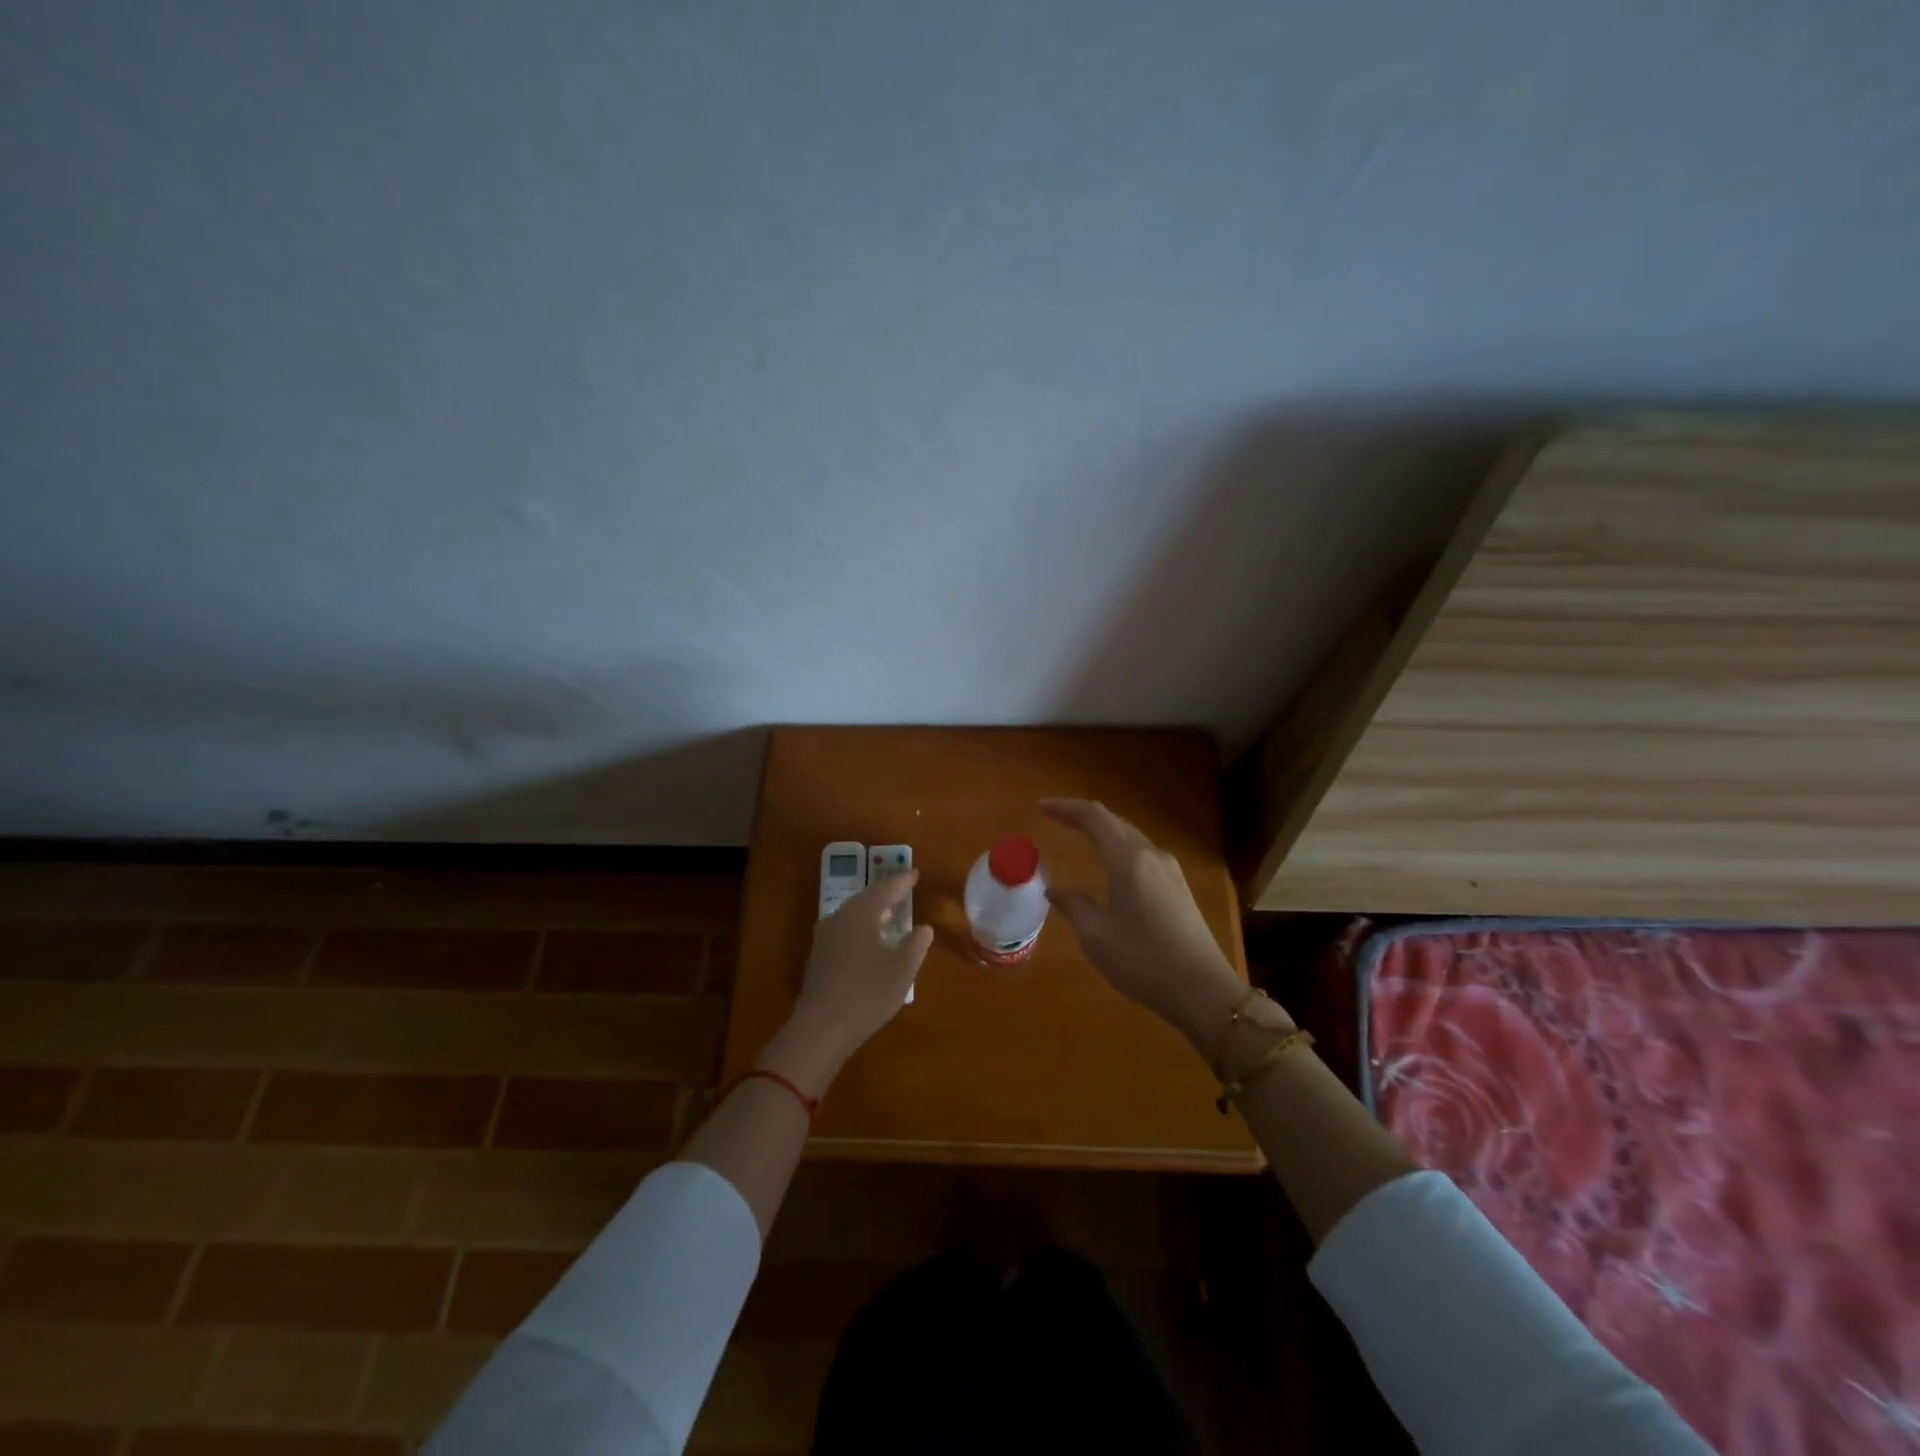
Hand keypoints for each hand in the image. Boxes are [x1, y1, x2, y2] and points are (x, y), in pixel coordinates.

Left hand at [762, 871, 933, 1094]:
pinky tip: (868, 940)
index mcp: (861, 913)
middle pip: (866, 898)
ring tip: (888, 913)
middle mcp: (840, 918)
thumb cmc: (867, 994)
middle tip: (903, 889)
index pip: (885, 889)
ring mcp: (825, 937)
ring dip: (872, 910)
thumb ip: (915, 945)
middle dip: (885, 893)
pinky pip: (844, 929)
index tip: (915, 874)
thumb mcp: (902, 970)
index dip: (902, 882)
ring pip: (852, 913)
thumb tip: (923, 928)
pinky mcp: (818, 956)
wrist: (820, 1028)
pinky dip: (861, 926)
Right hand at [1042, 798, 1264, 1049]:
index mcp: (1129, 860)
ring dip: (1103, 830)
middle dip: (1083, 815)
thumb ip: (1074, 906)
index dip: (1066, 808)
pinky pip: (1141, 853)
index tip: (1041, 807)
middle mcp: (1152, 855)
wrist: (1203, 990)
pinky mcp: (1178, 887)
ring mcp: (1170, 870)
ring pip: (1130, 836)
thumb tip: (1055, 891)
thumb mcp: (1096, 936)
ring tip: (1078, 834)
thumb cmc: (1144, 961)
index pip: (1095, 817)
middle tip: (1054, 817)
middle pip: (1114, 821)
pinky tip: (1109, 862)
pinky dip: (1118, 847)